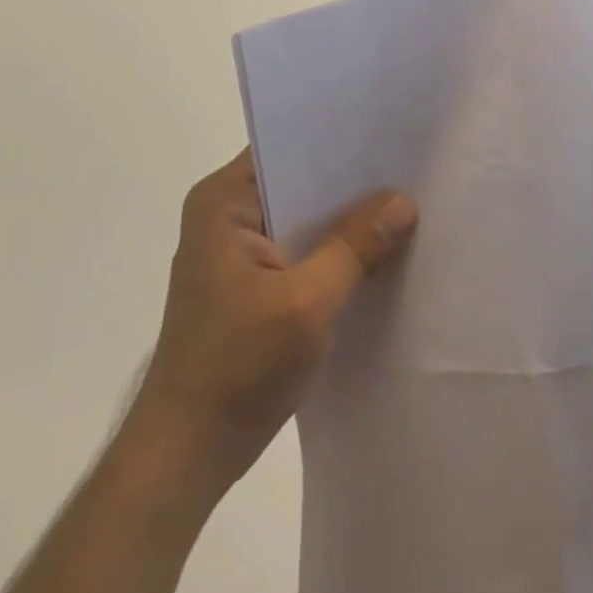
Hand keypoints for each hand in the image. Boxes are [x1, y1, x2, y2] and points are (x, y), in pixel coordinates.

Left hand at [120, 150, 418, 497]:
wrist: (183, 461)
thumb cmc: (235, 369)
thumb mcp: (307, 303)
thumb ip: (357, 246)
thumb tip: (405, 201)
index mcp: (223, 201)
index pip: (286, 146)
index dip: (336, 138)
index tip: (388, 131)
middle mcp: (226, 215)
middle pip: (299, 181)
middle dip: (350, 180)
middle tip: (409, 164)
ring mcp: (236, 252)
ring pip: (304, 217)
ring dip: (344, 218)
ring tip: (404, 199)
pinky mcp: (250, 284)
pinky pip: (301, 249)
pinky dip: (333, 250)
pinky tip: (377, 251)